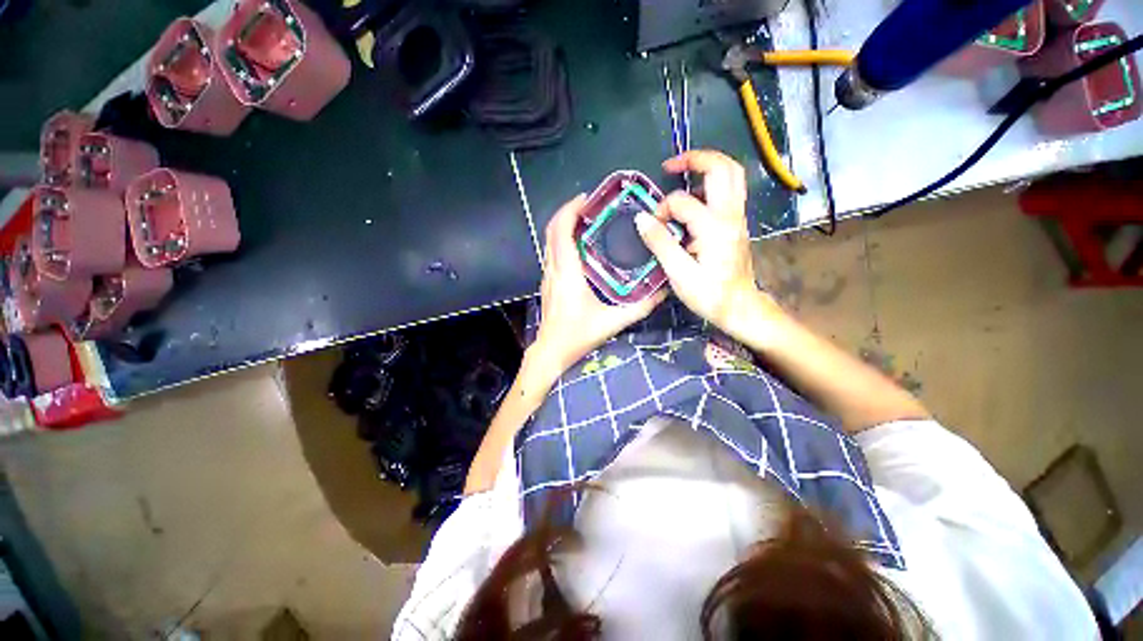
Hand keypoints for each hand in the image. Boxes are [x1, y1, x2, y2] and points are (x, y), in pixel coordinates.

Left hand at [532, 195, 666, 372]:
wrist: (551, 352)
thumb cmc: (578, 336)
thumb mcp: (613, 322)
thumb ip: (640, 307)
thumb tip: (663, 290)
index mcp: (567, 272)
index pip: (561, 231)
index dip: (570, 210)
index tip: (587, 199)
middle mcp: (553, 269)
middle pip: (551, 230)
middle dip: (567, 212)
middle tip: (590, 206)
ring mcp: (547, 275)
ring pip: (549, 240)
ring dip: (564, 225)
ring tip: (586, 220)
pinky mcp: (547, 282)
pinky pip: (551, 251)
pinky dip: (562, 239)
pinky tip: (579, 245)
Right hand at [635, 150, 778, 334]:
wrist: (741, 307)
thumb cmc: (710, 295)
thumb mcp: (679, 273)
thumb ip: (660, 243)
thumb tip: (641, 219)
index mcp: (715, 227)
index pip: (682, 202)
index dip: (662, 210)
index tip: (651, 227)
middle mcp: (731, 215)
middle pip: (723, 167)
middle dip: (695, 158)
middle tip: (670, 166)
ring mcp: (738, 218)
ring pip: (731, 175)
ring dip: (706, 168)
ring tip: (682, 176)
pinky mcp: (737, 224)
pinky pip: (729, 191)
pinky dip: (710, 185)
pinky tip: (694, 199)